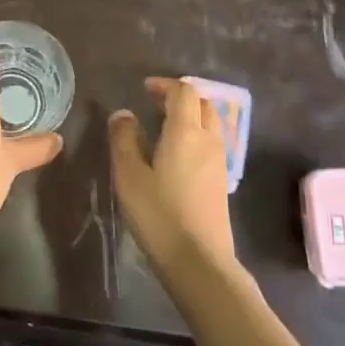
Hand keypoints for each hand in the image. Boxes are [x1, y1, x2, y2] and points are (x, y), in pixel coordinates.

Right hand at [109, 77, 235, 274]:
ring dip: (191, 116)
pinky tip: (178, 154)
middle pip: (203, 104)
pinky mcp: (221, 182)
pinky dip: (196, 135)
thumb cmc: (159, 214)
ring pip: (211, 124)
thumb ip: (124, 139)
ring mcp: (219, 161)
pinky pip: (212, 143)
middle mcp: (208, 140)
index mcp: (186, 132)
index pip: (183, 92)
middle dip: (180, 97)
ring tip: (165, 126)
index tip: (145, 88)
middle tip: (155, 103)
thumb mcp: (130, 175)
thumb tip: (123, 114)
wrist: (198, 260)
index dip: (165, 85)